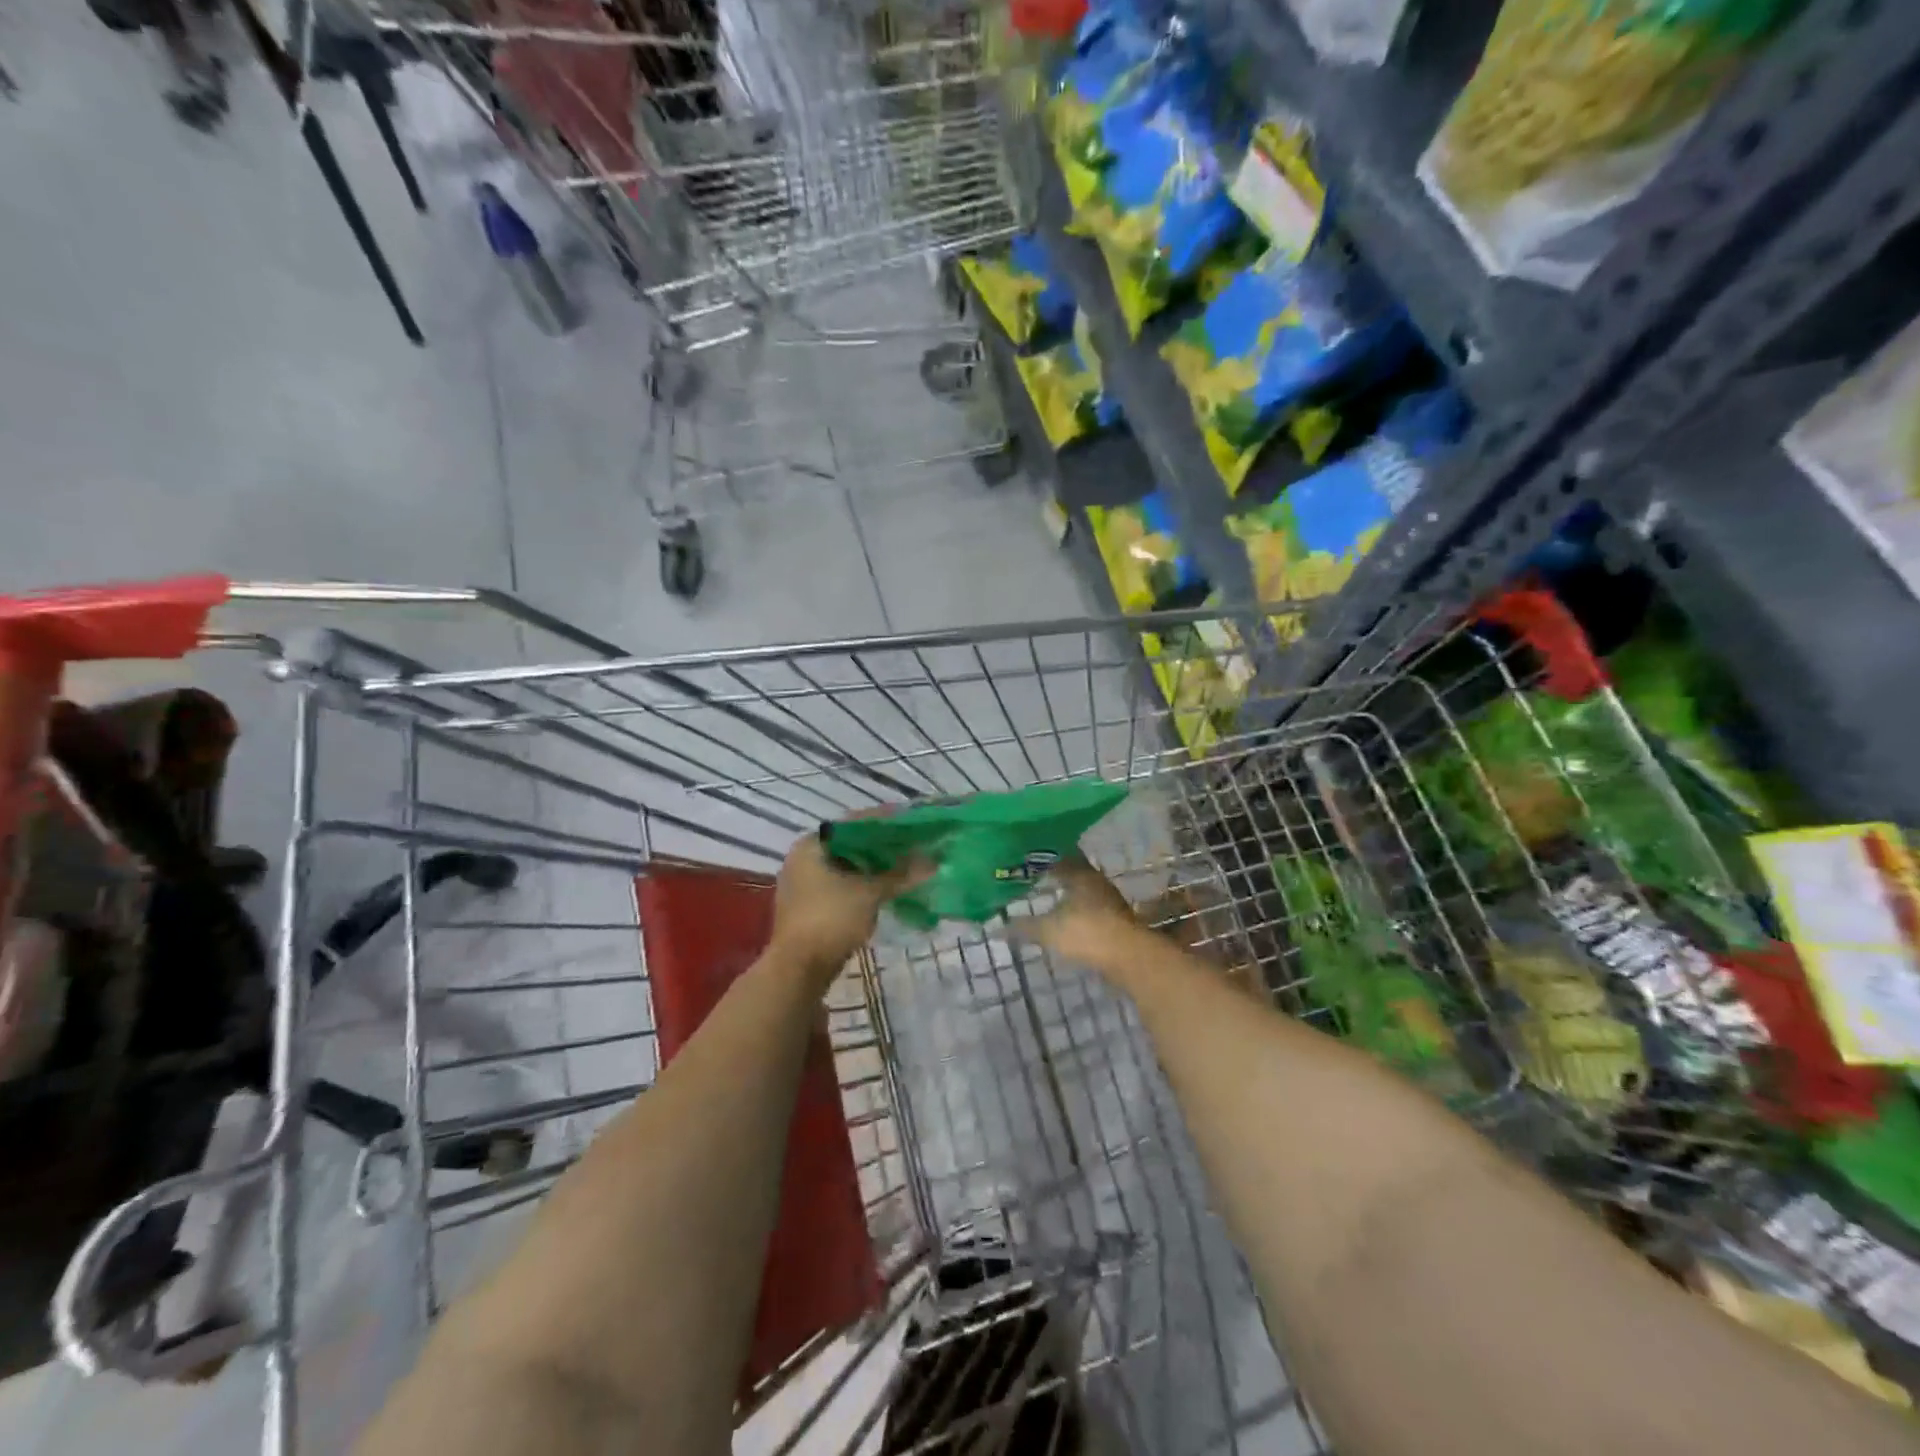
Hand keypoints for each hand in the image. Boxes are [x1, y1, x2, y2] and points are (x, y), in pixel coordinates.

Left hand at [769, 830, 913, 982]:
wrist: (798, 971)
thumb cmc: (831, 919)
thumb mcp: (870, 893)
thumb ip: (901, 875)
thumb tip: (933, 862)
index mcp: (812, 845)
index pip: (854, 823)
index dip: (885, 822)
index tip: (912, 824)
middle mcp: (803, 859)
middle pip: (850, 845)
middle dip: (882, 848)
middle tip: (913, 847)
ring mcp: (803, 885)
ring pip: (846, 868)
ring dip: (874, 869)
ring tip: (905, 869)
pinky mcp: (809, 908)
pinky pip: (842, 887)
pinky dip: (863, 886)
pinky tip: (886, 891)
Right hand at [1015, 857, 1146, 969]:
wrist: (1130, 958)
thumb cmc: (1087, 933)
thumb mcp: (1049, 930)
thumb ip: (1024, 927)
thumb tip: (997, 927)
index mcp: (1080, 873)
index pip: (1059, 854)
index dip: (1042, 854)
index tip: (1025, 854)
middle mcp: (1096, 880)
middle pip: (1072, 869)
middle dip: (1053, 871)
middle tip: (1031, 874)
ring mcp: (1108, 900)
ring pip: (1081, 888)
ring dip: (1066, 890)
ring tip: (1045, 894)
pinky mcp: (1114, 920)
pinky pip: (1088, 906)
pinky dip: (1074, 908)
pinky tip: (1063, 917)